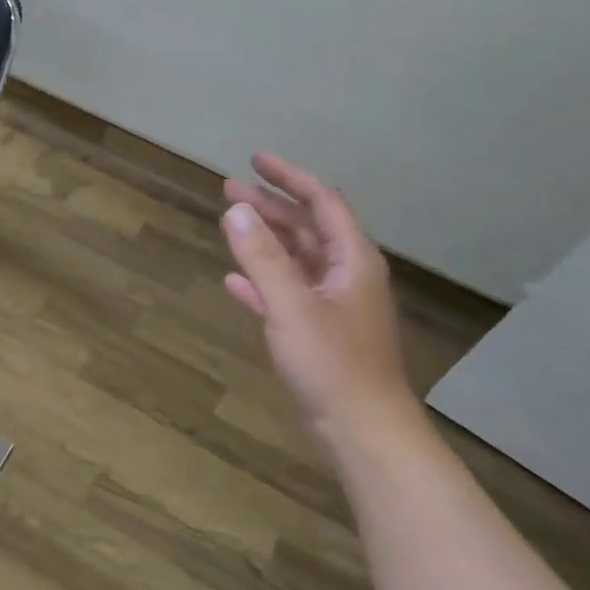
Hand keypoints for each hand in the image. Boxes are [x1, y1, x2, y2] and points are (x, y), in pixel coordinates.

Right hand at [222, 154, 415, 443]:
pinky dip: (262, 281)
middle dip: (269, 206)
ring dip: (264, 240)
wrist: (361, 428)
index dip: (288, 178)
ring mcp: (332, 304)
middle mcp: (346, 275)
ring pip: (295, 259)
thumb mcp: (292, 305)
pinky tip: (234, 280)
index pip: (321, 202)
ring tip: (228, 223)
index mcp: (352, 260)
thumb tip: (235, 209)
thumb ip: (262, 257)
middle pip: (307, 227)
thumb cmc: (332, 363)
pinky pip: (286, 293)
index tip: (254, 161)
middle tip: (228, 188)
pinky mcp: (318, 332)